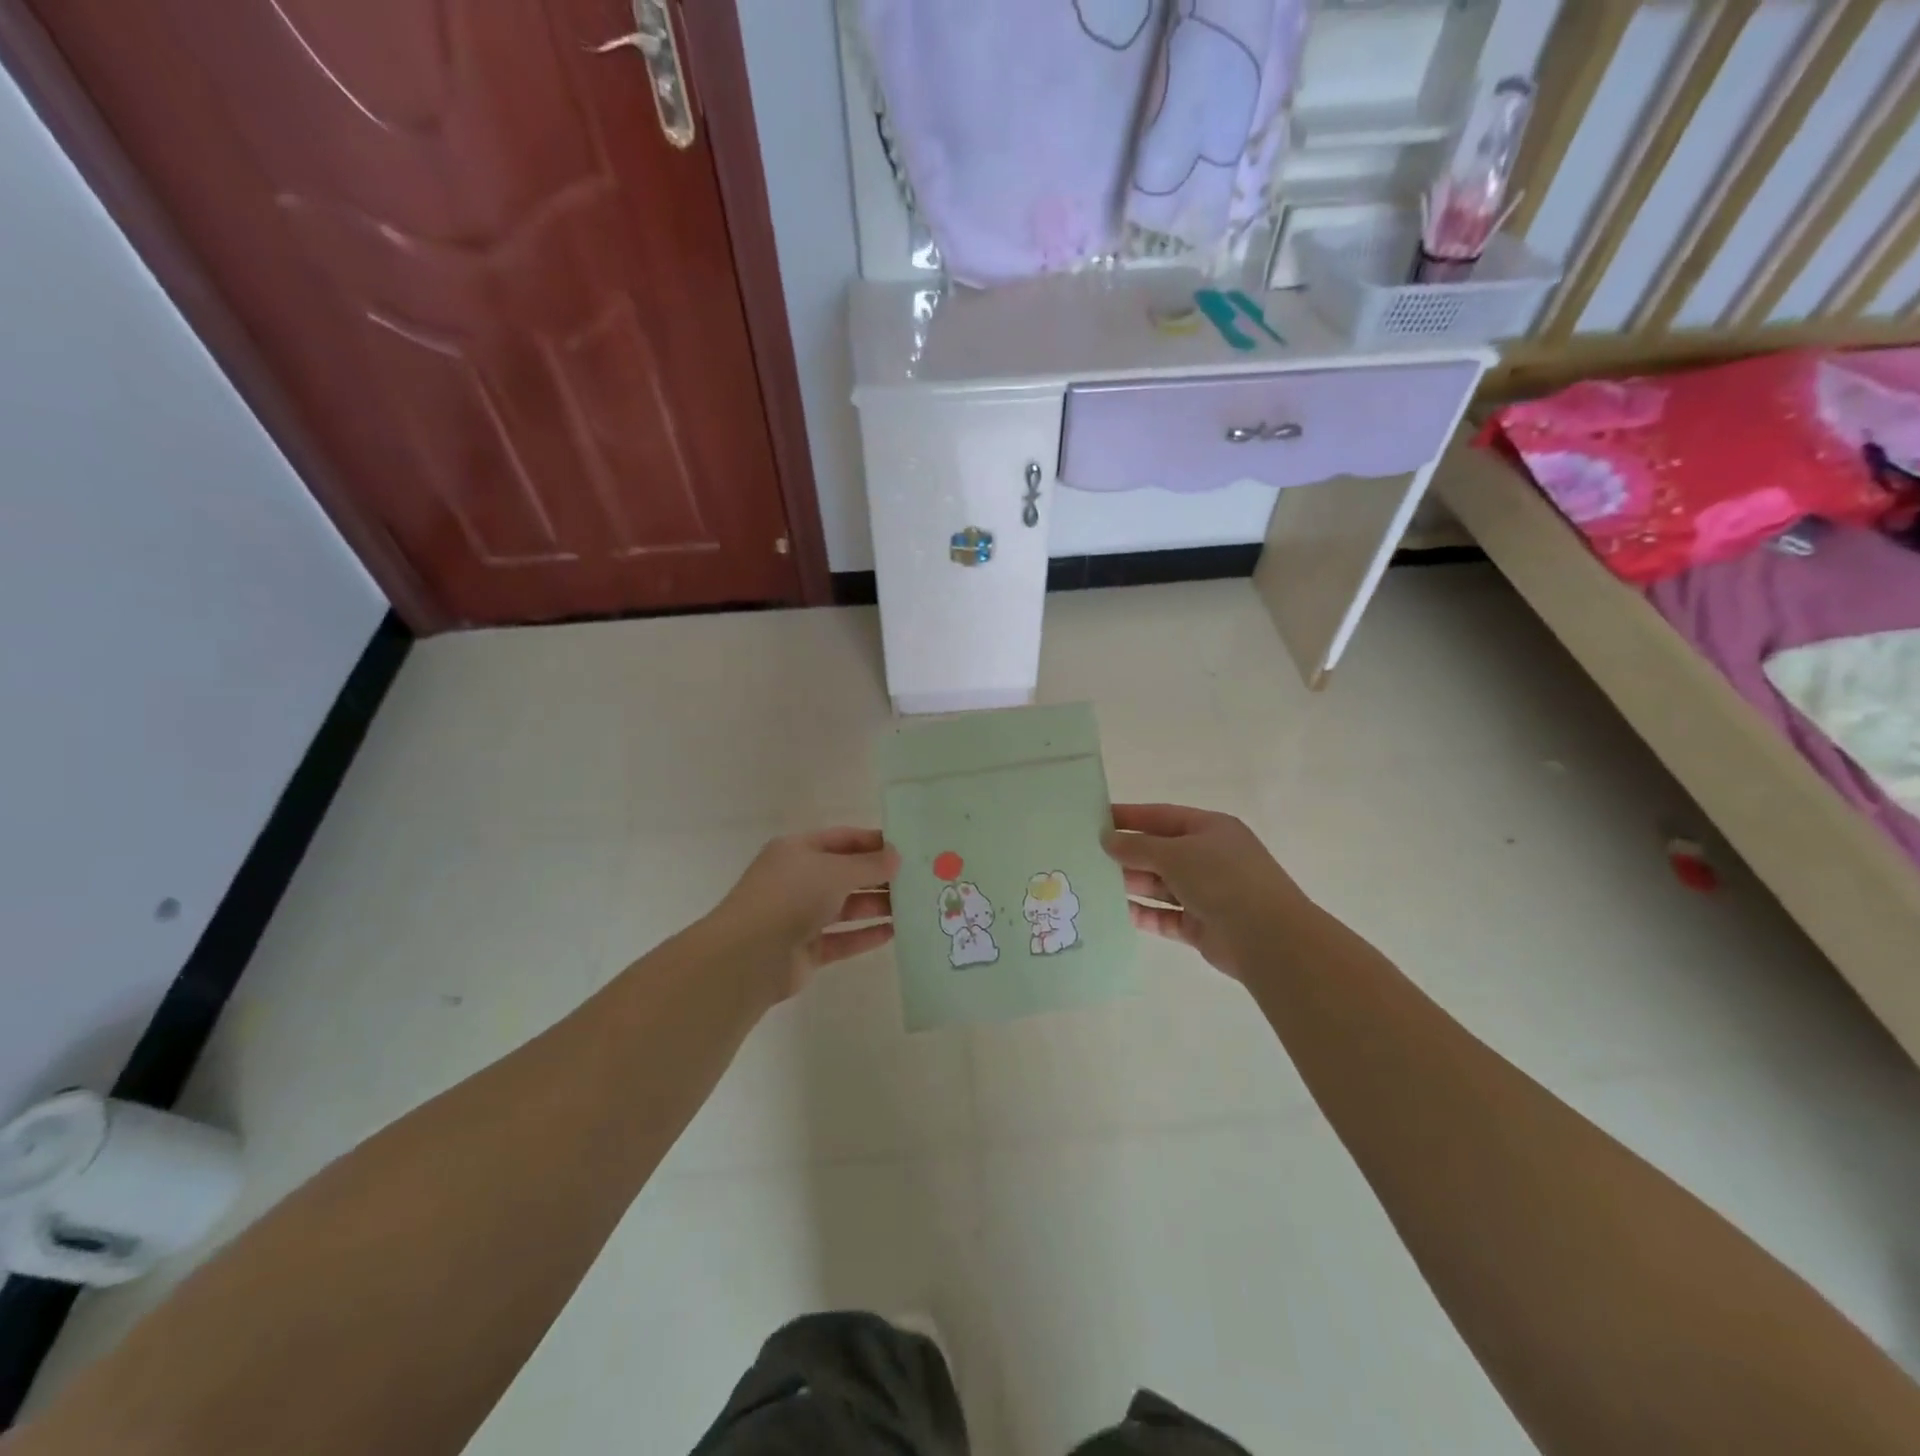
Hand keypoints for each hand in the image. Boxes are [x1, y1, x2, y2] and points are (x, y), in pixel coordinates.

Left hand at [707, 828, 899, 999]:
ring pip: (845, 907)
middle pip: (845, 874)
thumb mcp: (835, 871)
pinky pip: (842, 938)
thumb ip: (869, 865)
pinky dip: (865, 935)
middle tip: (917, 879)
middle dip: (879, 877)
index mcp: (797, 851)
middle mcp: (798, 880)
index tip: (906, 849)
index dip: (873, 842)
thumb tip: (896, 857)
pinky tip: (894, 933)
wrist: (749, 955)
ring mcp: (800, 916)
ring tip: (913, 906)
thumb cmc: (791, 897)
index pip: (842, 839)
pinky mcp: (806, 949)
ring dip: (876, 906)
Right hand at [1102, 804, 1306, 981]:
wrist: (1267, 938)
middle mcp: (1209, 858)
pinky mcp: (1201, 925)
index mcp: (1210, 829)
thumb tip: (1107, 839)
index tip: (1096, 819)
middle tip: (1087, 856)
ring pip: (1160, 885)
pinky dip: (1144, 914)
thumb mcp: (1175, 853)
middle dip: (1127, 854)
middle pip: (1159, 851)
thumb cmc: (1222, 879)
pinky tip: (1116, 913)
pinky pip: (1165, 916)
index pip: (1162, 816)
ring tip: (1094, 884)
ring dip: (1131, 884)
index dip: (1129, 816)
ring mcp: (1206, 893)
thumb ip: (1137, 846)